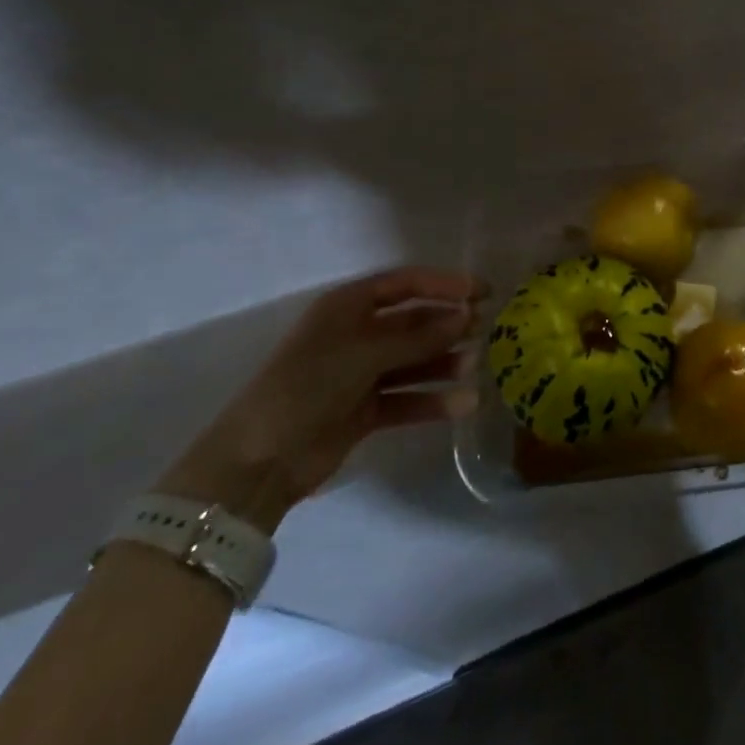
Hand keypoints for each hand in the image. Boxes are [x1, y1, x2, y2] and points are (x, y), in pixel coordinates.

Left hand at [156, 267, 485, 531]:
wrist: (259, 460)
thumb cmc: (308, 386)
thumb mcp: (364, 353)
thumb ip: (419, 337)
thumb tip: (467, 316)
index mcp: (348, 308)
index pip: (405, 284)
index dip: (445, 284)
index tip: (483, 292)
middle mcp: (357, 335)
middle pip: (413, 323)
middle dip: (448, 325)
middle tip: (484, 330)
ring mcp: (361, 374)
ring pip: (415, 361)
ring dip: (444, 363)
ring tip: (474, 368)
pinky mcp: (365, 409)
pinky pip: (408, 397)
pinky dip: (433, 400)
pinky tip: (462, 404)